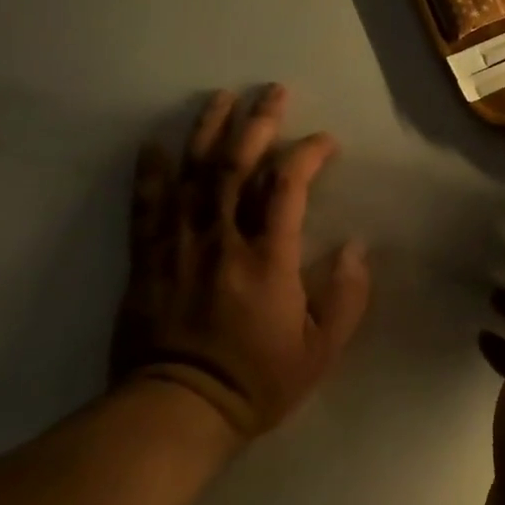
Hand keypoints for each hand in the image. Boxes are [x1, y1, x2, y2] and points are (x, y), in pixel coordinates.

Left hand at [111, 85, 370, 443]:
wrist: (175, 413)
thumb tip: (357, 247)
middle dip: (258, 122)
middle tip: (273, 91)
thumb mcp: (320, 350)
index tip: (325, 141)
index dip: (308, 153)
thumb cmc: (256, 381)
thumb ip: (346, 297)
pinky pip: (146, 207)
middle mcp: (222, 240)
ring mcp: (179, 246)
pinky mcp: (147, 260)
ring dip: (208, 130)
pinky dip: (150, 172)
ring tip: (221, 97)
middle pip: (237, 165)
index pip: (288, 186)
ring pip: (193, 174)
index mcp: (268, 258)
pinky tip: (154, 144)